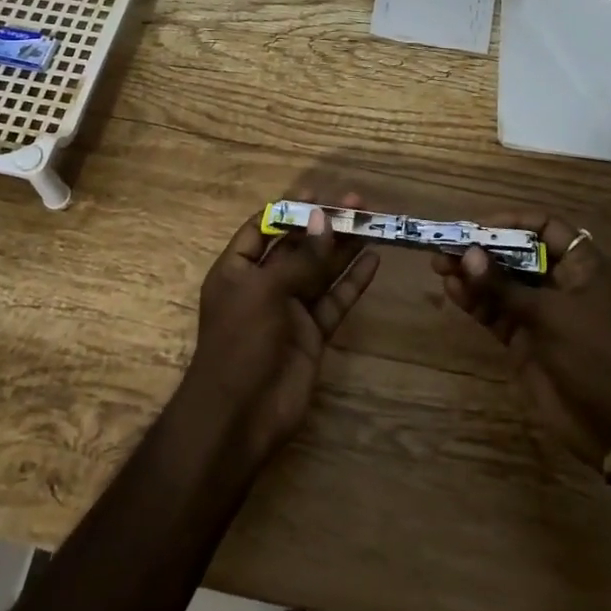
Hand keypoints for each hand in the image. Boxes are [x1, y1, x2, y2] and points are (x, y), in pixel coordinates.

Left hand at [181, 197, 381, 463]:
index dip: (287, 210)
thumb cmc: (241, 343)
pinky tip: (373, 261)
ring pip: (320, 271)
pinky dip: (353, 282)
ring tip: (371, 222)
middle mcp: (263, 285)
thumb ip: (299, 258)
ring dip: (343, 247)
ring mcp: (290, 310)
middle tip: (357, 202)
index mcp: (237, 270)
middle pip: (297, 247)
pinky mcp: (312, 334)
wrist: (240, 416)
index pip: (262, 229)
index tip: (316, 193)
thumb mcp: (265, 291)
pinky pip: (335, 300)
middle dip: (323, 224)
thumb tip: (323, 219)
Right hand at [429, 211, 610, 467]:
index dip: (513, 222)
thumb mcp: (549, 315)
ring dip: (473, 275)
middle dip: (483, 250)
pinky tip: (453, 291)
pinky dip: (476, 301)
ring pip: (503, 284)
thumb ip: (504, 286)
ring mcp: (543, 313)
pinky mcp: (526, 340)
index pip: (547, 228)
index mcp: (584, 267)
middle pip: (518, 254)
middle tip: (447, 245)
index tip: (479, 226)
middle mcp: (562, 284)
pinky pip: (497, 312)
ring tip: (439, 266)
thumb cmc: (594, 355)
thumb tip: (468, 255)